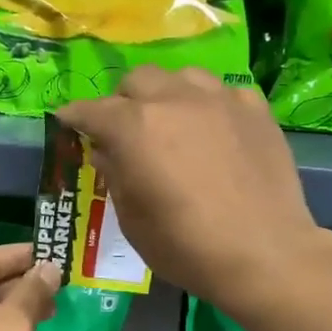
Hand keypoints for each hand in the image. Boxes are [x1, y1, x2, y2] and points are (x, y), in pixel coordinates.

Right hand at [56, 67, 331, 317]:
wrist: (264, 253)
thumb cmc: (185, 246)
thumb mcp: (132, 220)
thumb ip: (115, 175)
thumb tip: (108, 151)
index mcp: (134, 127)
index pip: (91, 110)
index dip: (75, 116)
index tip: (68, 123)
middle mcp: (173, 100)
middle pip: (137, 80)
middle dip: (123, 101)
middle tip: (125, 130)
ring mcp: (219, 99)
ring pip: (182, 77)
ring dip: (167, 95)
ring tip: (172, 123)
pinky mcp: (255, 109)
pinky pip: (222, 93)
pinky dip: (208, 107)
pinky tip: (214, 132)